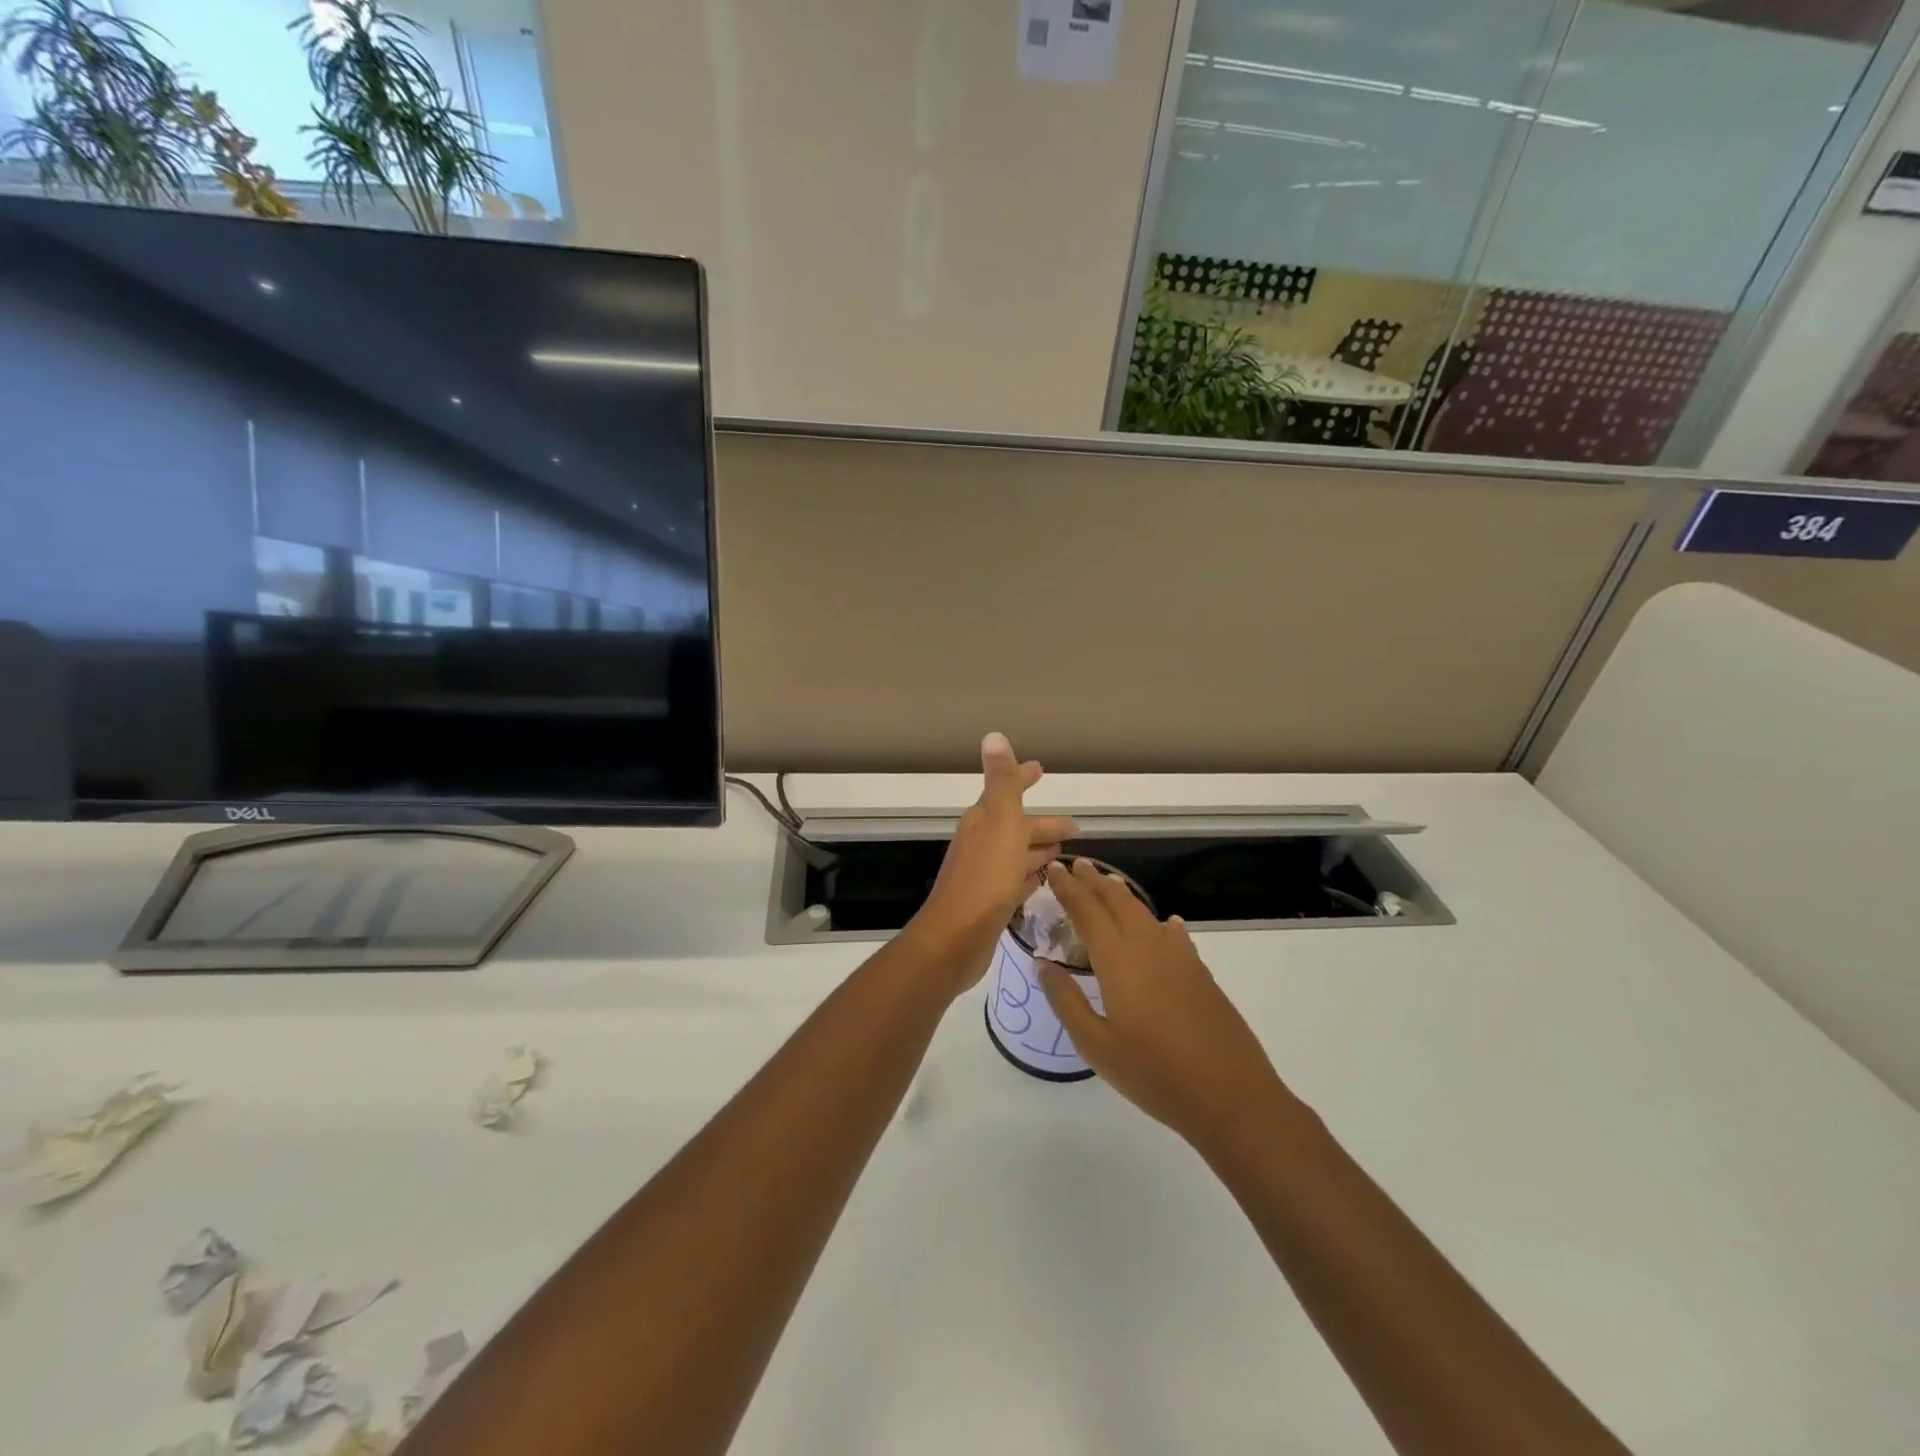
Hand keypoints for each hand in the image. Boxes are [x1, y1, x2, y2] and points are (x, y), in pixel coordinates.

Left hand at [909, 733, 1075, 991]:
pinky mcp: (989, 904)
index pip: (1006, 791)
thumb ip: (1001, 782)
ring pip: (1016, 855)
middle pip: (1017, 826)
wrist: (955, 939)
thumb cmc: (984, 878)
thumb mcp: (999, 823)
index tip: (1040, 769)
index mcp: (983, 821)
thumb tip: (993, 735)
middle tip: (1075, 828)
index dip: (1023, 779)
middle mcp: (981, 844)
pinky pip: (1014, 882)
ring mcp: (984, 875)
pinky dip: (1029, 876)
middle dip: (1043, 824)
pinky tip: (1041, 882)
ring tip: (1063, 853)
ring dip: (1037, 850)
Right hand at [1036, 858, 1293, 1152]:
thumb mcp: (1097, 1046)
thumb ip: (1067, 1001)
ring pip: (1145, 913)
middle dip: (1094, 881)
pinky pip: (1171, 933)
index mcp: (1119, 960)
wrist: (1232, 1096)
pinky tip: (1163, 925)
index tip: (1053, 868)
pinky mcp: (1200, 973)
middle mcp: (1148, 947)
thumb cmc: (1155, 1075)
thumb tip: (1043, 963)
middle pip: (1118, 902)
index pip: (1087, 911)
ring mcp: (1179, 958)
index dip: (1068, 888)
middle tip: (1076, 865)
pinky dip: (1157, 921)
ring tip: (1108, 884)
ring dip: (1122, 895)